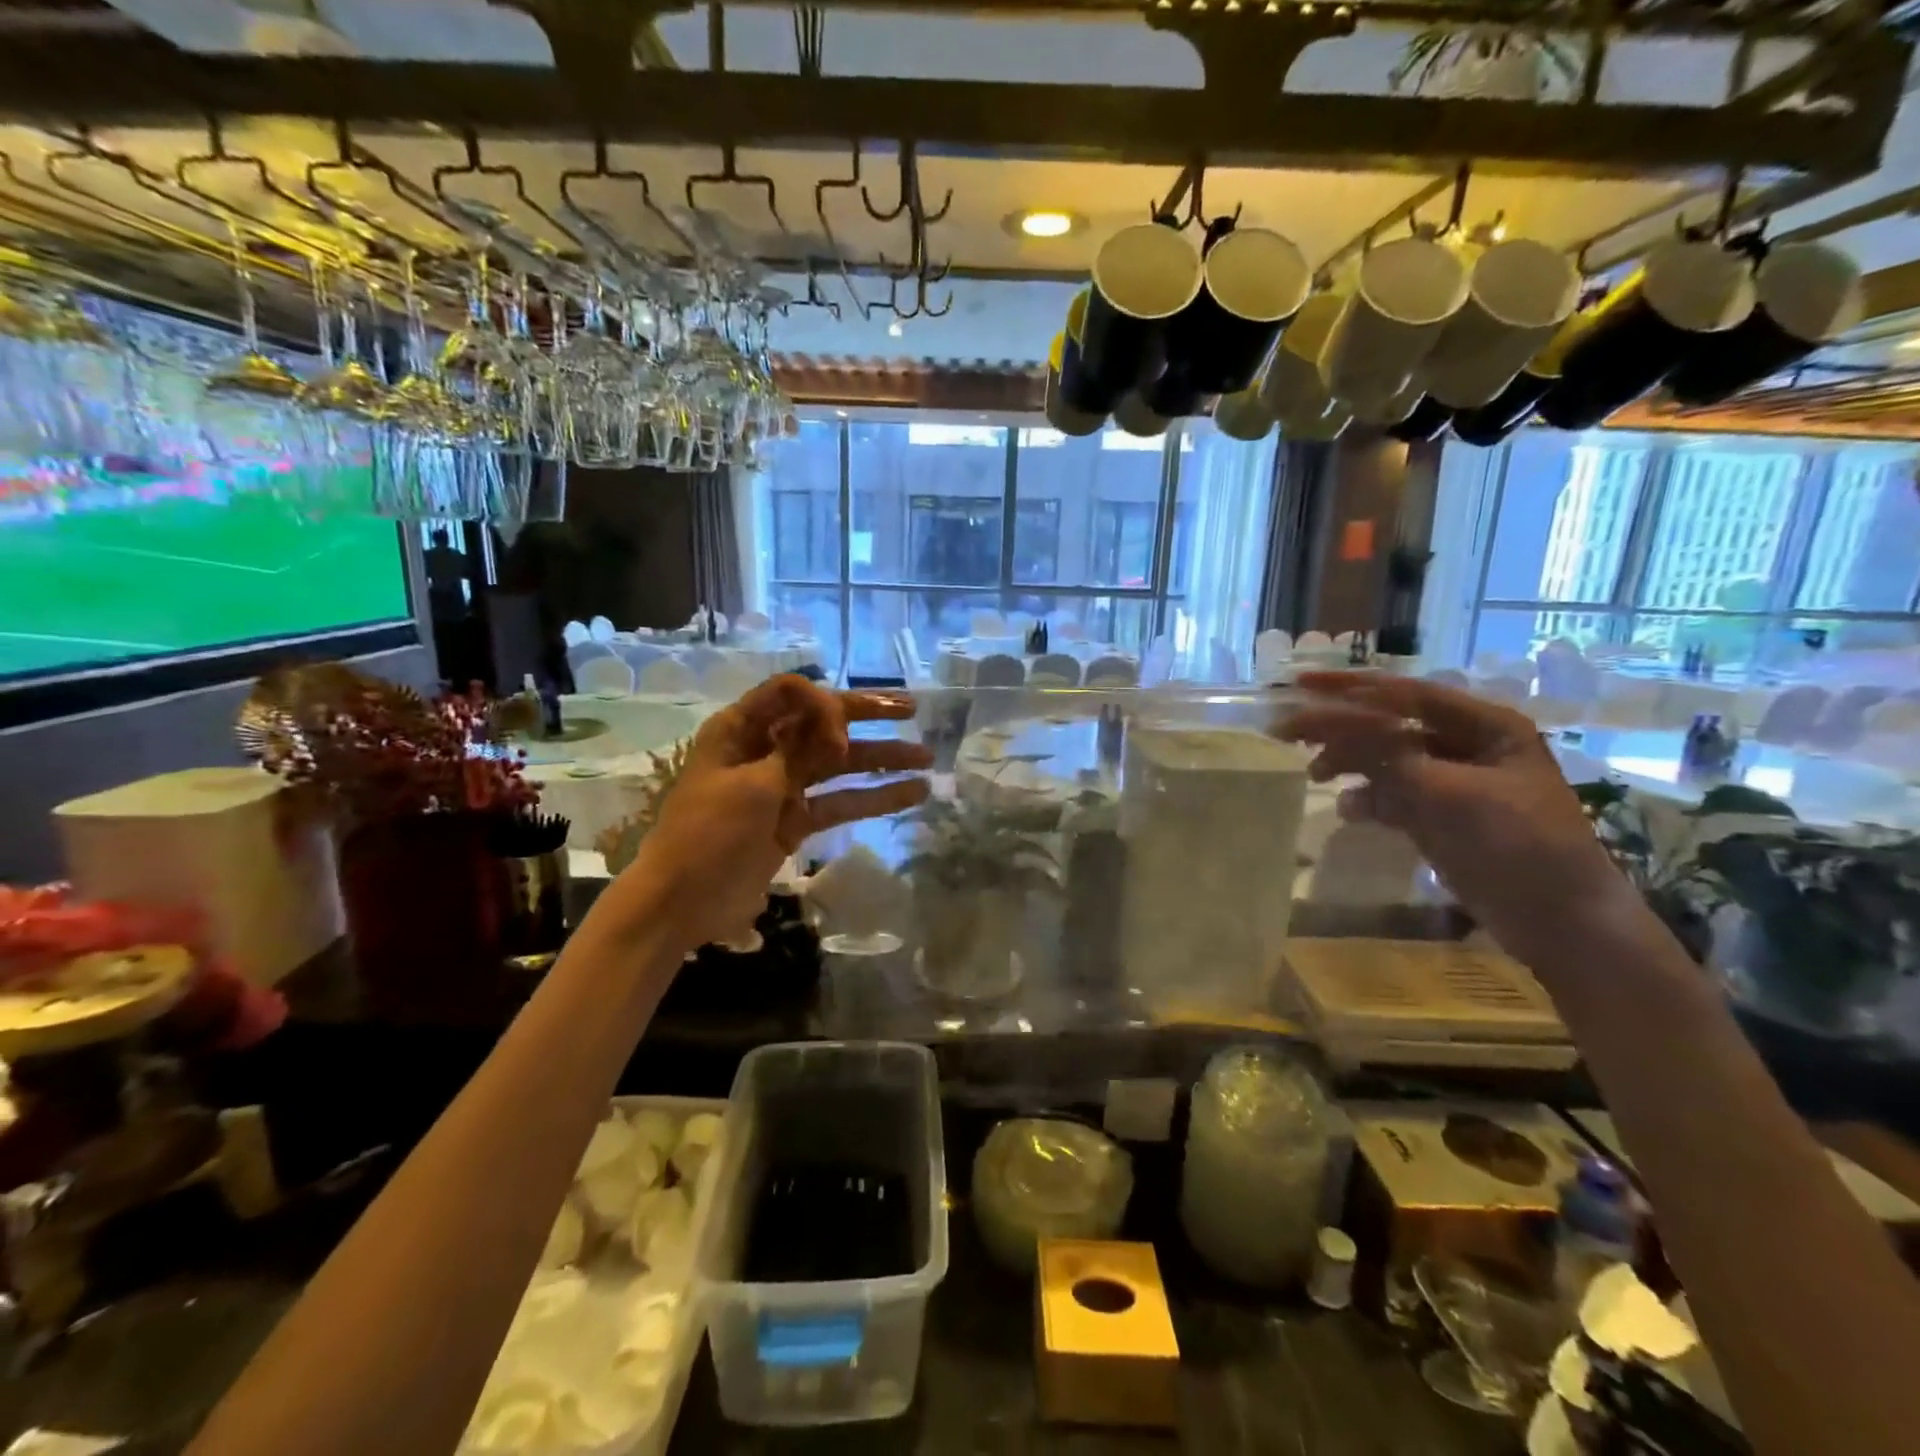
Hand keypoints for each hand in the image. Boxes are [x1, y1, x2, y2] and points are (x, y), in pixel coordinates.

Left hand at [620, 676, 931, 945]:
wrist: (682, 901)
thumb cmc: (710, 833)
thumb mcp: (754, 784)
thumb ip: (799, 749)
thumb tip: (834, 717)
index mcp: (742, 729)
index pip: (792, 694)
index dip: (824, 705)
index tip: (840, 738)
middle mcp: (765, 749)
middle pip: (822, 723)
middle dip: (868, 716)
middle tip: (911, 710)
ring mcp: (782, 786)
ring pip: (838, 764)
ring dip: (880, 759)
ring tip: (927, 758)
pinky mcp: (796, 820)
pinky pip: (839, 801)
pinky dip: (872, 798)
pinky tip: (912, 794)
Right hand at [1277, 672, 1630, 965]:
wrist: (1563, 926)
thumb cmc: (1519, 848)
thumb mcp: (1450, 796)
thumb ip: (1387, 756)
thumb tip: (1330, 721)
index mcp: (1485, 726)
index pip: (1405, 694)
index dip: (1349, 687)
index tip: (1299, 683)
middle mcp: (1468, 745)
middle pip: (1390, 724)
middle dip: (1341, 728)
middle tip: (1289, 734)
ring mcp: (1454, 783)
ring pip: (1387, 759)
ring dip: (1351, 763)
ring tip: (1316, 775)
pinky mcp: (1442, 817)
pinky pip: (1393, 795)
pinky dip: (1369, 799)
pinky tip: (1350, 811)